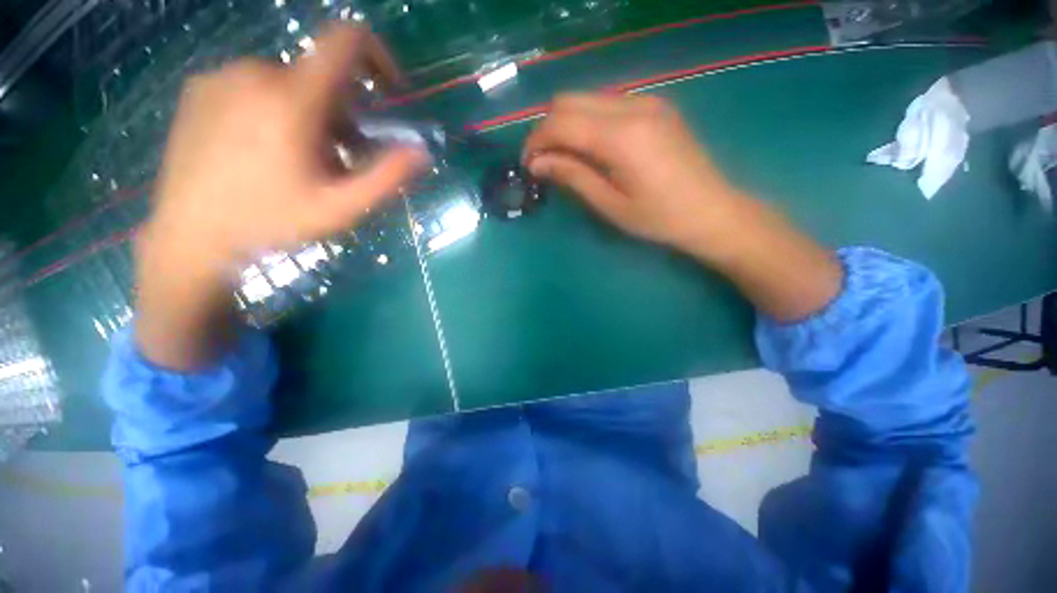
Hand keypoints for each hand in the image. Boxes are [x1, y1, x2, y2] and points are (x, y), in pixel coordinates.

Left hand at [135, 24, 426, 369]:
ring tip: (300, 161)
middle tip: (339, 159)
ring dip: (311, 115)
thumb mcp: (341, 208)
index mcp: (292, 98)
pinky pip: (256, 85)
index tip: (389, 94)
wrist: (189, 236)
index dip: (378, 57)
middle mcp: (256, 71)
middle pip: (321, 76)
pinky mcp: (201, 87)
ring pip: (290, 83)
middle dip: (344, 114)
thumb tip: (422, 151)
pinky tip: (263, 150)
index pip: (346, 41)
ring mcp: (222, 76)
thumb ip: (386, 177)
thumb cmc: (271, 223)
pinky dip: (277, 109)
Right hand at [522, 93, 744, 256]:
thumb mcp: (610, 204)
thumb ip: (573, 176)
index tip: (527, 165)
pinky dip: (587, 121)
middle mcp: (633, 106)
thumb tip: (538, 164)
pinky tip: (590, 148)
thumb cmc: (659, 218)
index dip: (536, 141)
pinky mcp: (655, 106)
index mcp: (621, 136)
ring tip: (563, 158)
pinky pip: (607, 103)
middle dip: (547, 129)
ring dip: (566, 124)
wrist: (712, 211)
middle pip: (569, 100)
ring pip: (587, 98)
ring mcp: (647, 101)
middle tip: (543, 162)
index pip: (561, 122)